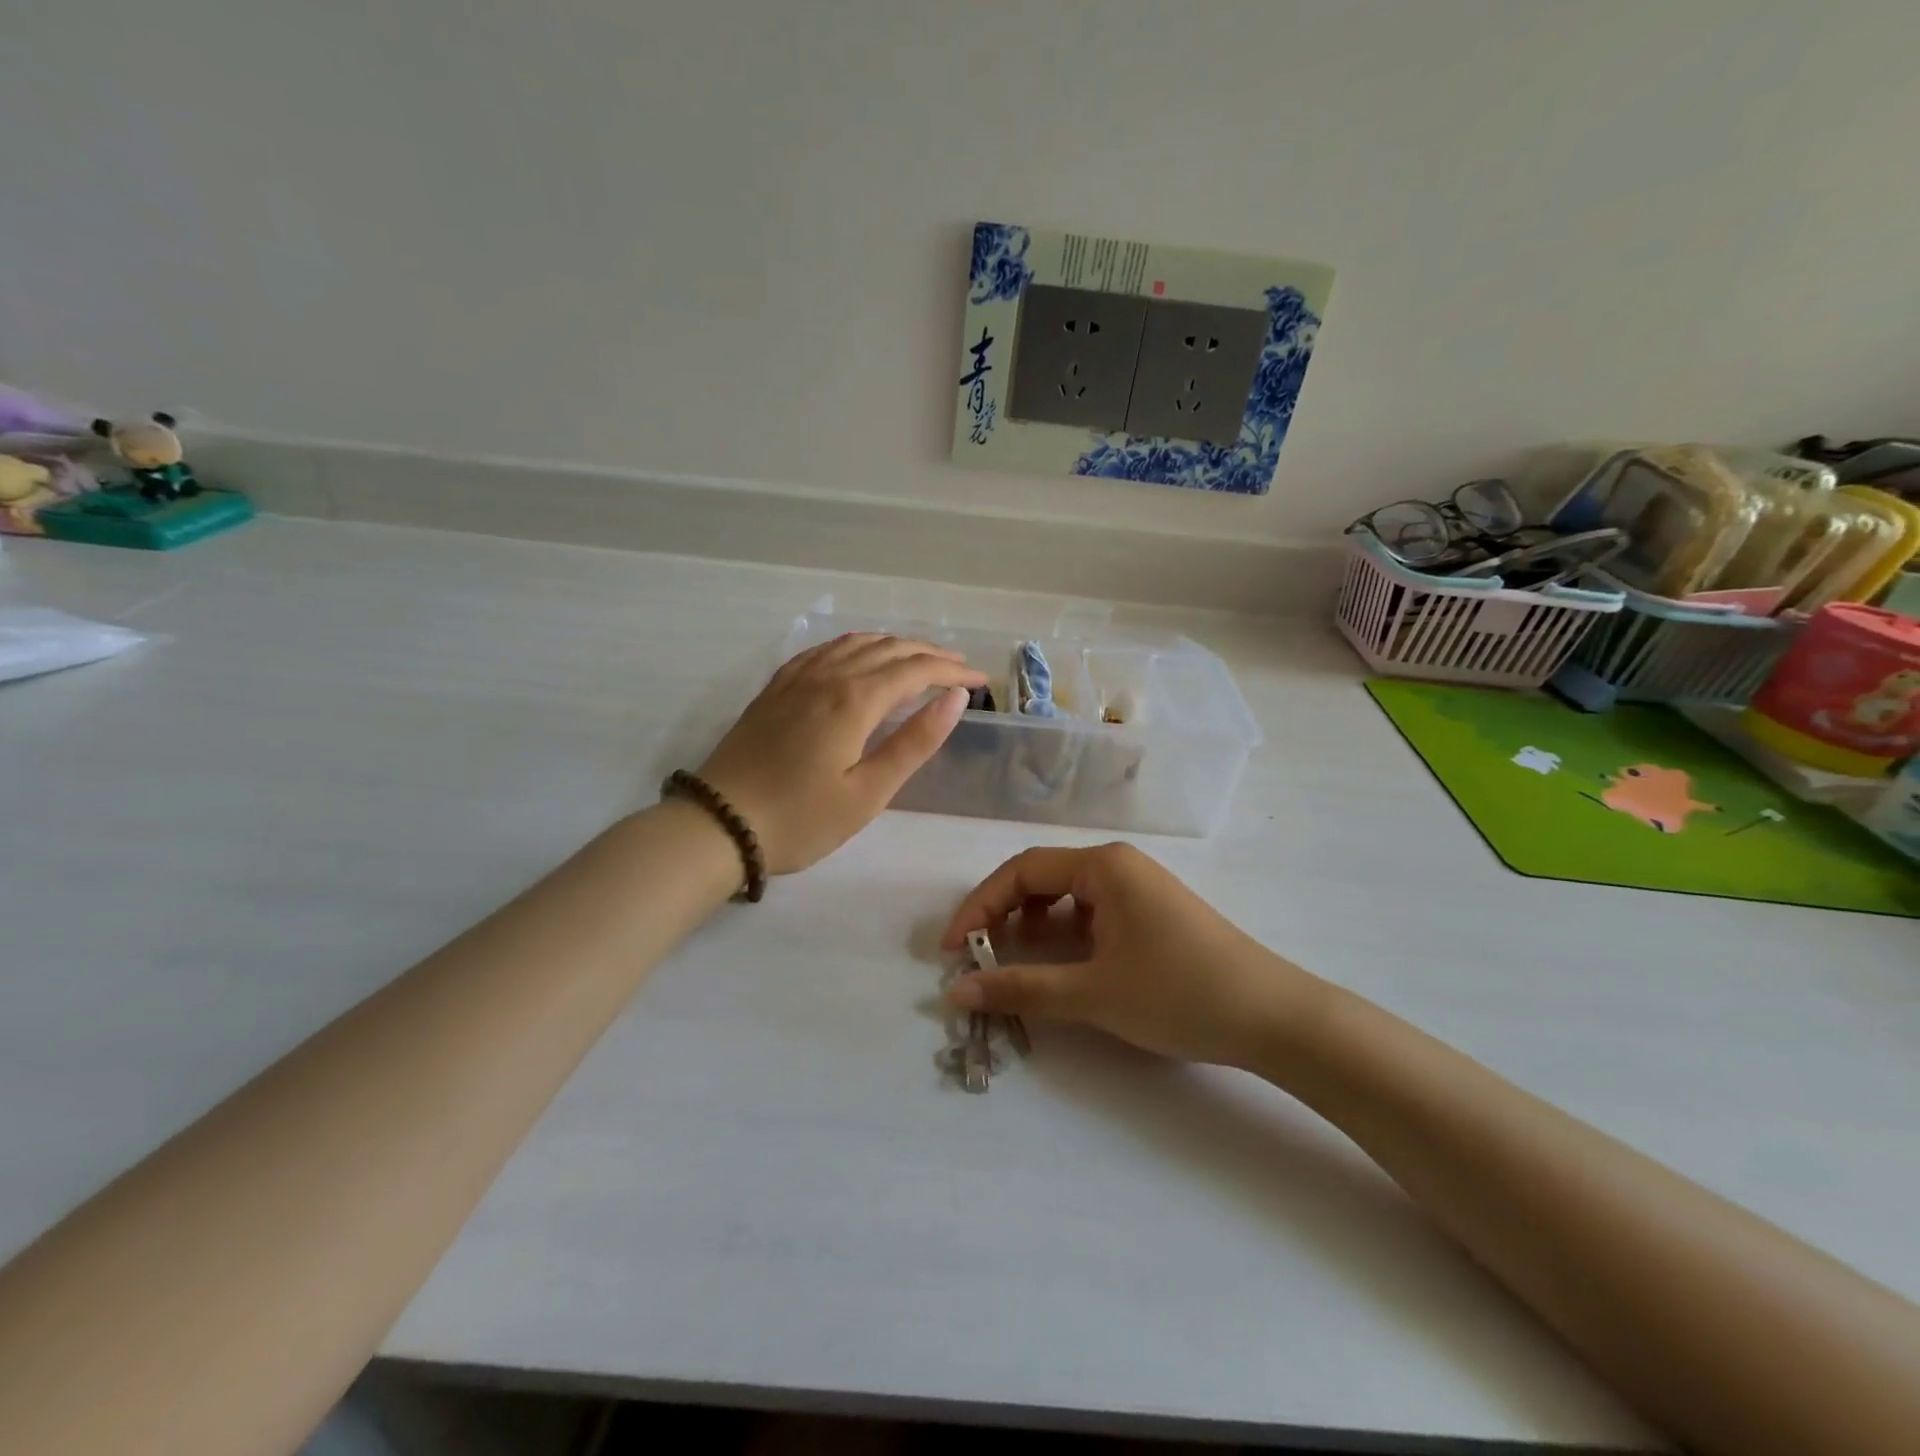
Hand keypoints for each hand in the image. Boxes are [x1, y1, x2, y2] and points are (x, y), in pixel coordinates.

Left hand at [698, 634, 986, 873]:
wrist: (718, 824)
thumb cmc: (801, 819)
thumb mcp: (868, 793)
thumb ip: (914, 742)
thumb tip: (956, 698)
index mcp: (855, 699)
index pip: (917, 670)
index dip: (954, 671)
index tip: (982, 681)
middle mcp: (828, 675)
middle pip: (890, 649)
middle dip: (931, 654)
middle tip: (960, 668)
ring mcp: (797, 677)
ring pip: (857, 642)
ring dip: (895, 645)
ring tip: (920, 658)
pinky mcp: (777, 687)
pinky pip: (825, 649)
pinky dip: (856, 645)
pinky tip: (860, 655)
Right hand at [940, 844, 1323, 1068]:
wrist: (1275, 1019)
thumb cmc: (1180, 994)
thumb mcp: (1093, 993)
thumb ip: (1020, 988)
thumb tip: (955, 992)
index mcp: (1103, 866)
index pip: (1021, 871)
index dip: (978, 907)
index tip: (952, 950)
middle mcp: (1118, 866)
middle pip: (1041, 879)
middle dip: (1003, 916)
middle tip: (977, 958)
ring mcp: (1139, 889)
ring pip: (1067, 899)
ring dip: (1034, 928)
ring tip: (1018, 965)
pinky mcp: (1152, 915)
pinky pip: (1093, 915)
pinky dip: (1066, 938)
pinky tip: (1065, 969)